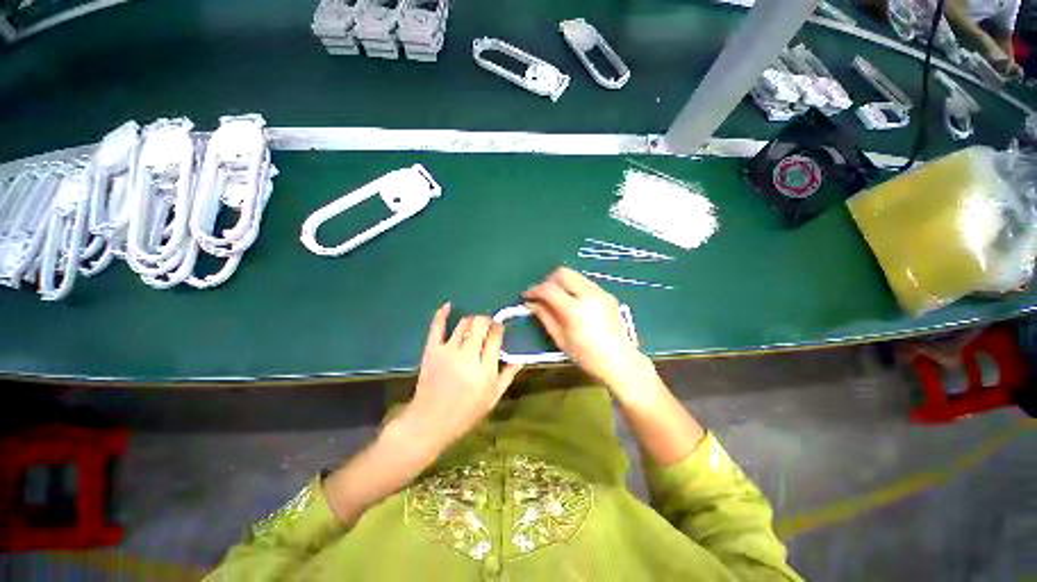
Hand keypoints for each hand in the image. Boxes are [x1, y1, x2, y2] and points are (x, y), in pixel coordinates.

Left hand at [397, 303, 522, 452]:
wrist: (429, 422)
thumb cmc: (465, 413)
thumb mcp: (492, 398)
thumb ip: (508, 375)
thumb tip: (521, 357)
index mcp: (484, 370)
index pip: (495, 337)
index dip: (499, 329)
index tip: (499, 330)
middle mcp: (467, 356)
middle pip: (480, 325)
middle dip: (487, 321)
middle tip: (488, 326)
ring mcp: (447, 351)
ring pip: (464, 323)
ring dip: (472, 320)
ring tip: (474, 326)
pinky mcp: (431, 350)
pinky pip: (437, 326)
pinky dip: (442, 314)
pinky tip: (449, 305)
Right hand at [523, 267, 648, 389]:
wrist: (619, 360)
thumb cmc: (586, 355)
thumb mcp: (560, 339)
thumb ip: (544, 317)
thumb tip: (531, 303)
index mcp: (575, 309)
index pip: (549, 289)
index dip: (534, 290)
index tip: (527, 296)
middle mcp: (589, 295)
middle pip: (563, 273)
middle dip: (548, 280)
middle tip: (542, 294)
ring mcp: (600, 292)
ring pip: (575, 275)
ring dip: (561, 283)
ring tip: (556, 298)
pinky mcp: (607, 294)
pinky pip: (585, 283)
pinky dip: (573, 287)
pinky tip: (572, 303)